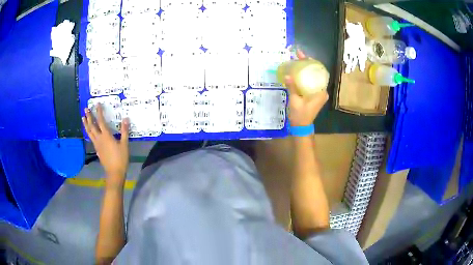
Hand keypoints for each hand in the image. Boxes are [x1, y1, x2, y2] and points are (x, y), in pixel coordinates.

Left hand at [82, 103, 129, 185]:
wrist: (114, 172)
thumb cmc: (120, 158)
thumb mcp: (124, 144)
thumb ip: (124, 131)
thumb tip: (126, 119)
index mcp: (106, 136)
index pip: (101, 121)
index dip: (99, 112)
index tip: (97, 104)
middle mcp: (99, 138)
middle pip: (92, 126)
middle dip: (89, 117)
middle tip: (86, 109)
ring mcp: (97, 144)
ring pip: (89, 132)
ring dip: (86, 124)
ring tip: (83, 118)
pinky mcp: (96, 149)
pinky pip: (90, 138)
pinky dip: (88, 132)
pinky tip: (88, 132)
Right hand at [286, 50, 328, 126]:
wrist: (301, 127)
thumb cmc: (300, 115)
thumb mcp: (295, 101)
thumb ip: (292, 87)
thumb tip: (287, 75)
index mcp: (321, 91)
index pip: (318, 72)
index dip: (311, 62)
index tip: (303, 56)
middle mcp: (322, 91)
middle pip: (315, 73)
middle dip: (307, 64)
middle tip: (298, 55)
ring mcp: (319, 93)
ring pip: (313, 77)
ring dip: (305, 69)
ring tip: (297, 61)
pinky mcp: (314, 95)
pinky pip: (310, 82)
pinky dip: (305, 76)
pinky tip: (297, 72)